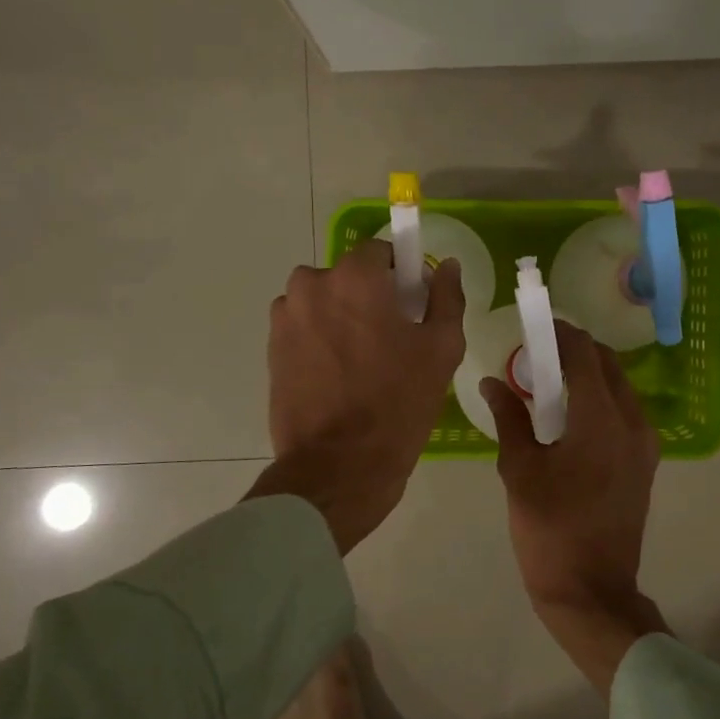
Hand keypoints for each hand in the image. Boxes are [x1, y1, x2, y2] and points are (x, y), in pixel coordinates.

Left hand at [247, 240, 464, 553]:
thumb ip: (447, 298)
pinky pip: (304, 330)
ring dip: (341, 319)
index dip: (401, 277)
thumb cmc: (398, 403)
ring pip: (323, 303)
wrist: (338, 465)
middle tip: (391, 341)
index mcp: (354, 277)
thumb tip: (447, 266)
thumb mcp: (441, 349)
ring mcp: (285, 318)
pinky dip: (320, 342)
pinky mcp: (271, 349)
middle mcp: (311, 286)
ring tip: (362, 365)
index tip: (413, 308)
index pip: (381, 253)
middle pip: (348, 277)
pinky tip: (338, 378)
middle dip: (368, 298)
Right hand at [481, 321, 667, 695]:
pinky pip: (625, 412)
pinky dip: (600, 399)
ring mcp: (645, 444)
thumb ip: (509, 417)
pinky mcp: (645, 463)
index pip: (584, 354)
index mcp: (601, 419)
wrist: (591, 590)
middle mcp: (632, 422)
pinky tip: (570, 415)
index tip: (535, 324)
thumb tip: (492, 382)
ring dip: (589, 374)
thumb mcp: (519, 470)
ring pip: (620, 387)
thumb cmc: (549, 529)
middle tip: (538, 354)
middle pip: (608, 365)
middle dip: (575, 350)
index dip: (560, 333)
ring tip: (551, 383)